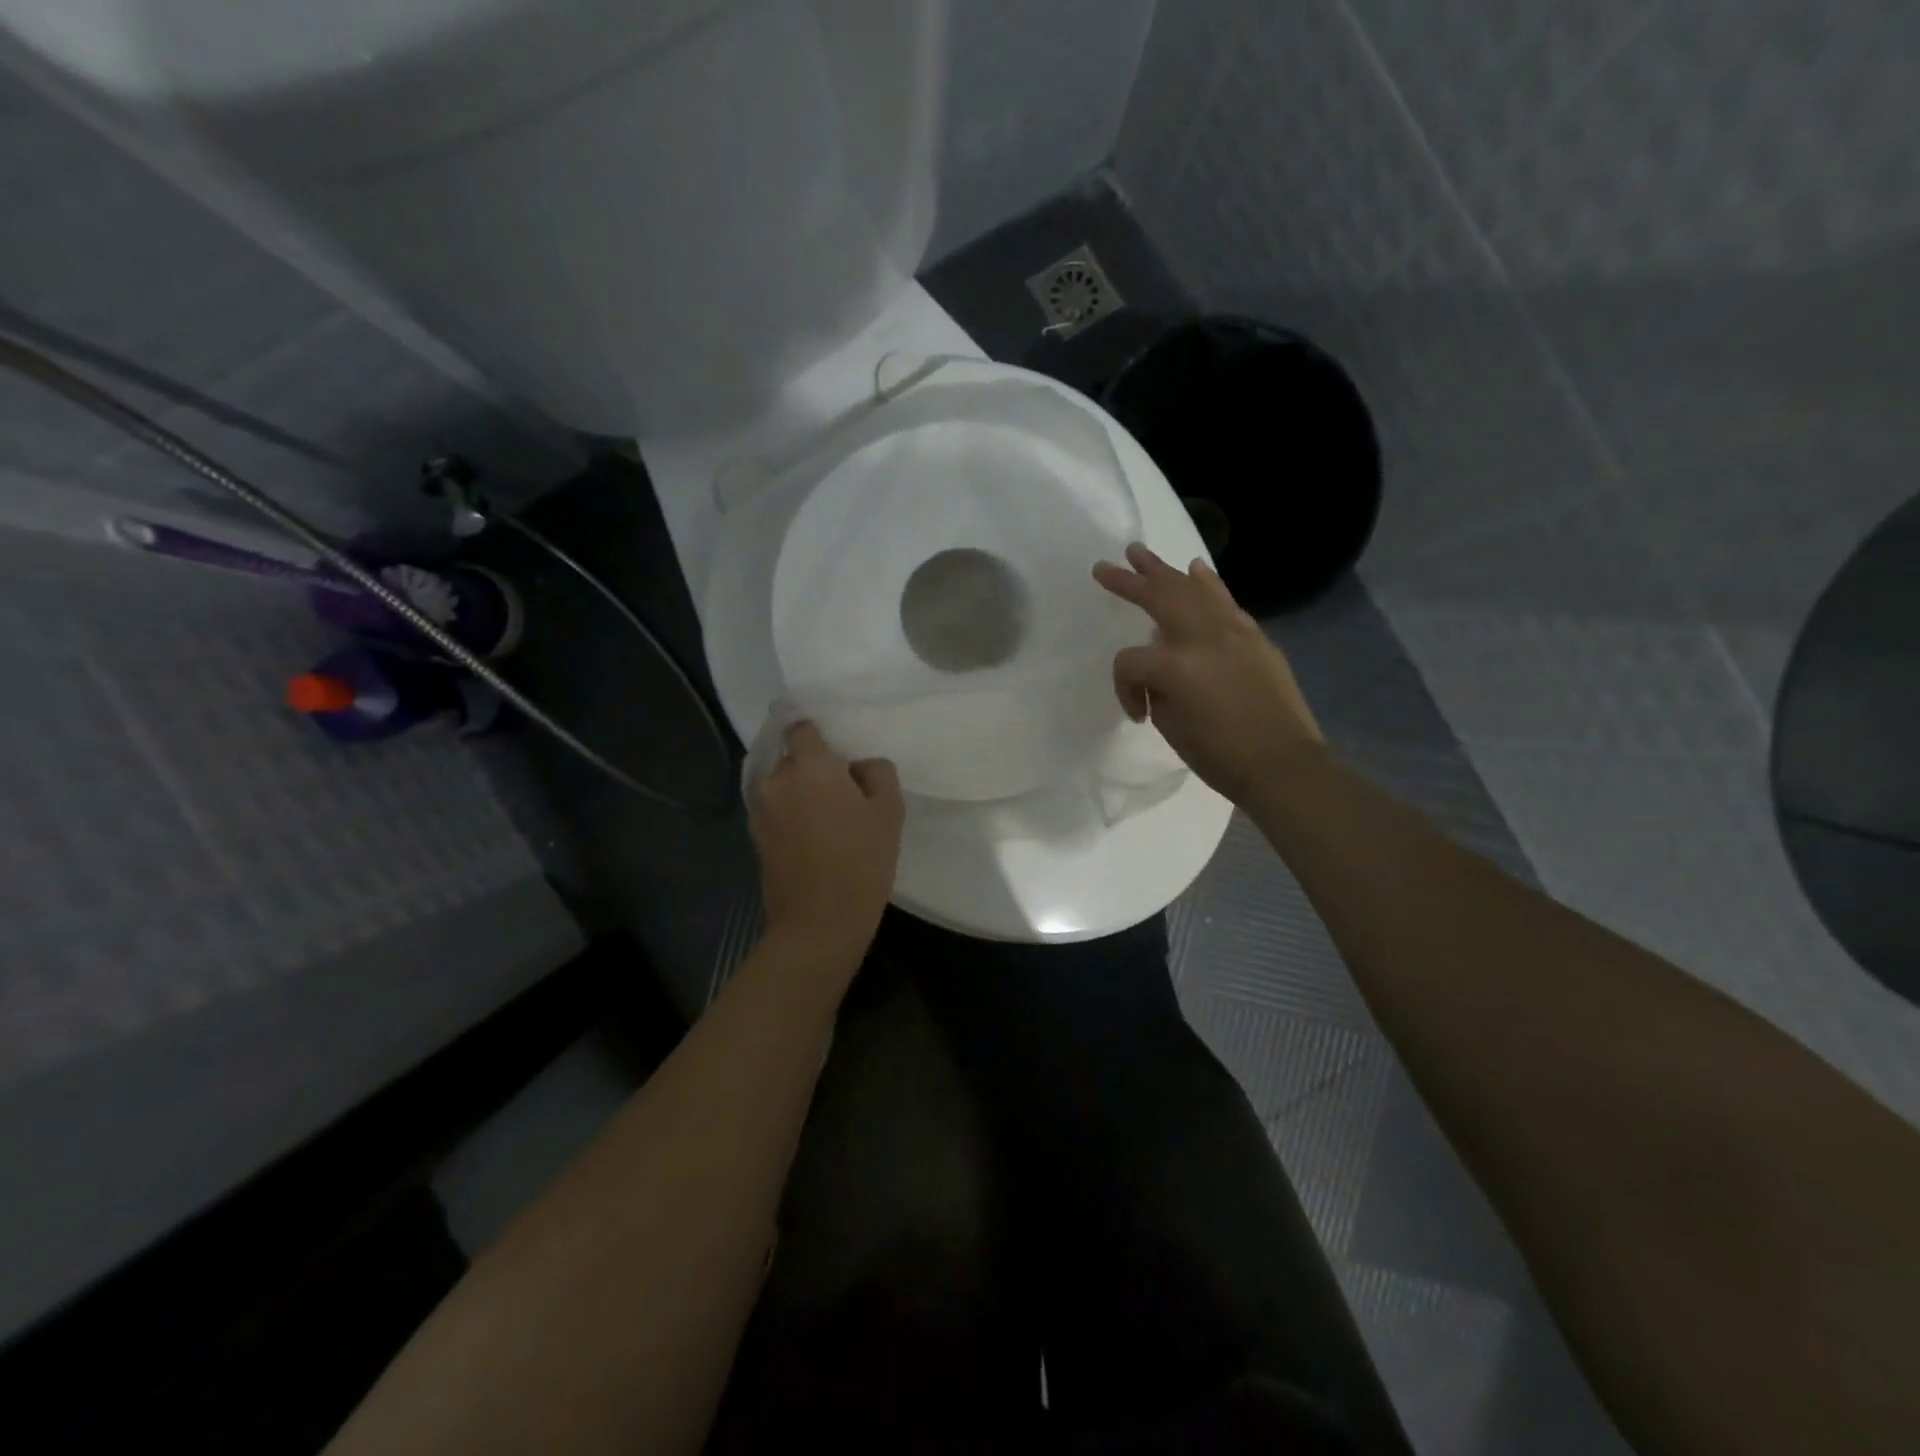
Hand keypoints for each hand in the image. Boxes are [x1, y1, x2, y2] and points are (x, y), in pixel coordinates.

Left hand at [750, 720, 904, 963]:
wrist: (819, 925)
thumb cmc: (861, 863)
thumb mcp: (889, 811)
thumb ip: (876, 772)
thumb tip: (856, 766)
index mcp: (810, 766)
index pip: (799, 726)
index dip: (815, 731)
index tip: (833, 745)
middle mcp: (777, 780)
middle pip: (790, 756)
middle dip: (811, 765)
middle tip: (840, 787)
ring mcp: (760, 810)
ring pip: (781, 783)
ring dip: (798, 790)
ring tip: (826, 815)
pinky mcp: (755, 836)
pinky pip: (774, 809)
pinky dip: (789, 812)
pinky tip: (812, 835)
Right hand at [1093, 543, 1323, 805]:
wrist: (1283, 765)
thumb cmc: (1220, 756)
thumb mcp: (1171, 726)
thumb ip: (1158, 689)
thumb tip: (1163, 672)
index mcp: (1174, 666)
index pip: (1131, 660)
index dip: (1124, 688)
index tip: (1138, 714)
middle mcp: (1203, 637)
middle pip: (1158, 598)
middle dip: (1129, 581)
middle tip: (1106, 566)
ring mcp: (1233, 631)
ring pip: (1192, 589)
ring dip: (1164, 570)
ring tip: (1141, 552)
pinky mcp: (1255, 636)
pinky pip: (1225, 601)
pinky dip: (1208, 583)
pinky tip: (1197, 569)